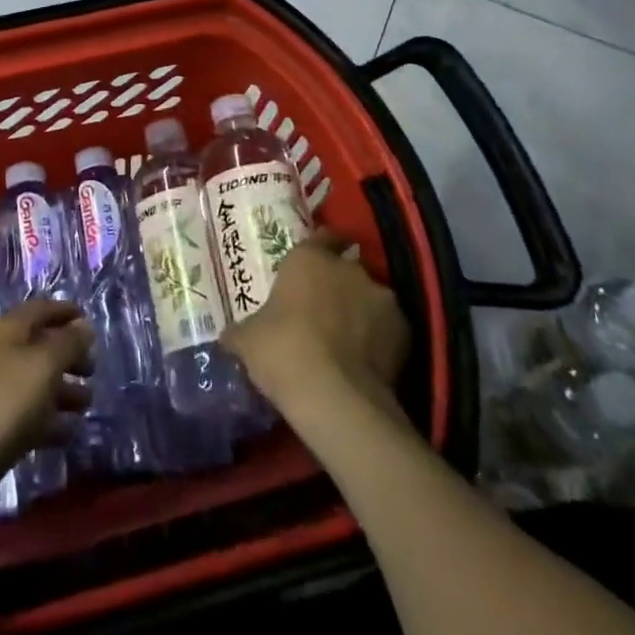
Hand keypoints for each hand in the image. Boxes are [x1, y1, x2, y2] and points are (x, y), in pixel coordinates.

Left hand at [0, 300, 94, 469]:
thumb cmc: (6, 399)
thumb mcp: (44, 364)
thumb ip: (68, 343)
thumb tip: (84, 325)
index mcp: (6, 329)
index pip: (39, 309)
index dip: (65, 311)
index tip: (89, 322)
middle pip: (38, 346)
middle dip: (67, 355)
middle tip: (93, 370)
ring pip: (34, 382)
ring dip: (62, 390)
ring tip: (87, 404)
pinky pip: (27, 414)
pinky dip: (49, 419)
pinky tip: (69, 432)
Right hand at [222, 230, 410, 416]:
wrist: (336, 398)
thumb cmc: (282, 351)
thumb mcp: (246, 340)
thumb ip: (242, 331)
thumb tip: (228, 337)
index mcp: (309, 258)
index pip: (322, 235)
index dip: (320, 247)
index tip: (313, 264)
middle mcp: (349, 268)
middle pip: (346, 269)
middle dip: (337, 286)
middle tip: (321, 312)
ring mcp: (382, 298)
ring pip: (370, 298)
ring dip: (360, 312)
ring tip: (347, 342)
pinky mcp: (406, 332)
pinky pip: (389, 329)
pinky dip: (380, 340)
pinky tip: (366, 363)